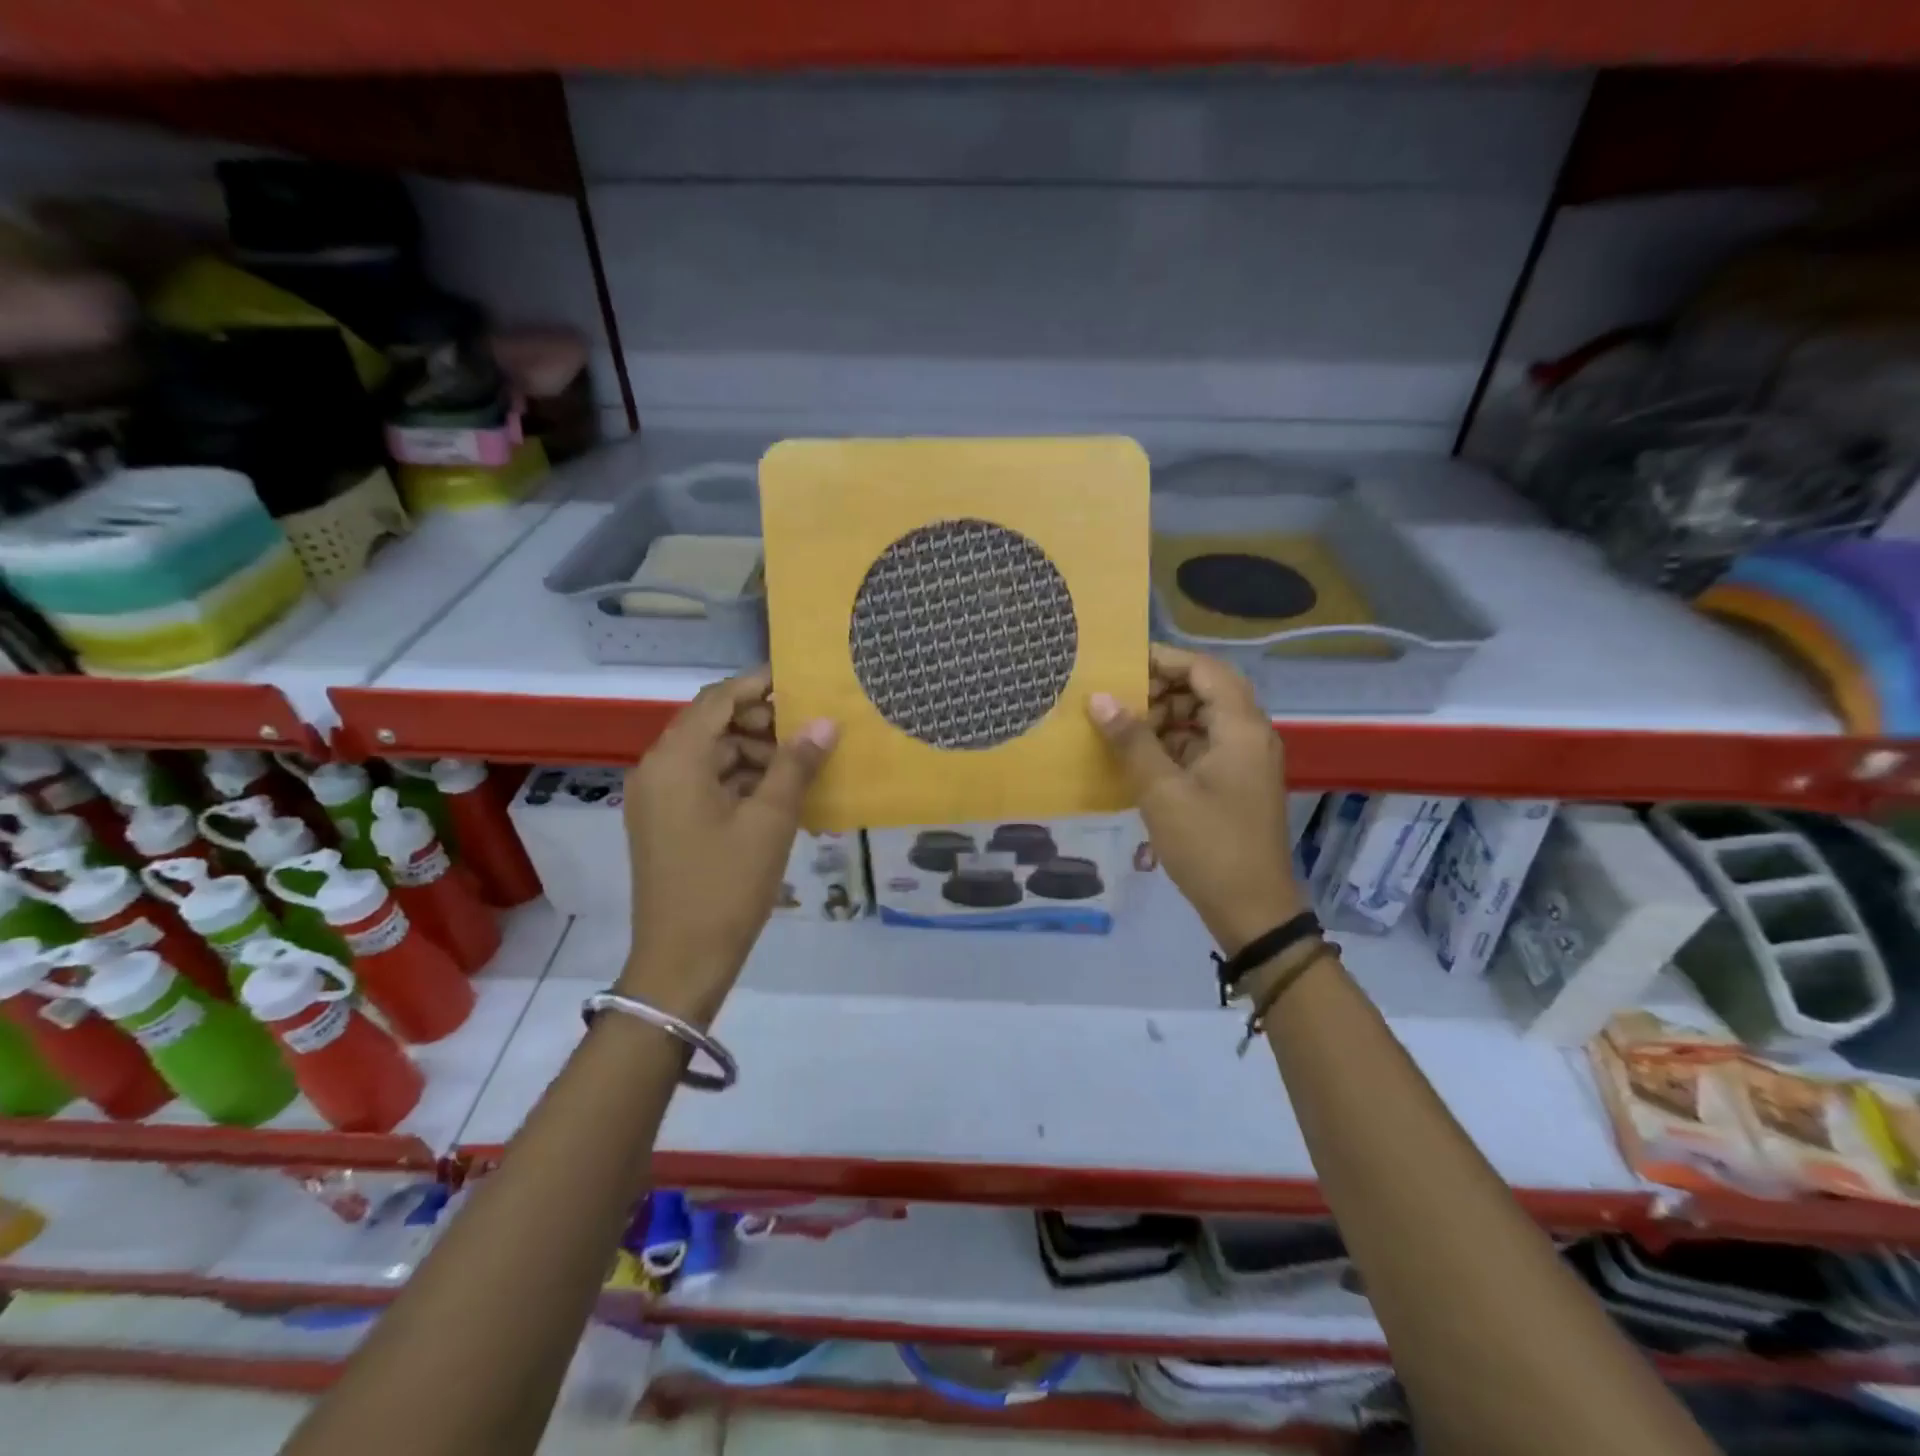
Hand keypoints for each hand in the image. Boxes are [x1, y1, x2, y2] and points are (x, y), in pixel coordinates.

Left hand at [621, 669, 836, 1020]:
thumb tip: (825, 722)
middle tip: (810, 729)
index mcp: (676, 761)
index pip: (717, 700)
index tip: (801, 682)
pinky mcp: (664, 823)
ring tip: (801, 765)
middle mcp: (658, 770)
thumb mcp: (770, 821)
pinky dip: (739, 780)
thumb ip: (796, 764)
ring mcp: (657, 799)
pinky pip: (703, 783)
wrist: (681, 961)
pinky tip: (777, 794)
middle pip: (711, 725)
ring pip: (710, 755)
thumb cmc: (726, 886)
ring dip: (753, 753)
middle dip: (761, 722)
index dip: (758, 685)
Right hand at [1088, 646, 1303, 953]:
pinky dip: (1171, 747)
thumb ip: (1131, 740)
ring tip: (1120, 731)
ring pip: (1201, 721)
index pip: (1205, 669)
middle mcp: (1249, 736)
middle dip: (1159, 691)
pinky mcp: (1234, 785)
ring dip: (1163, 720)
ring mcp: (1243, 762)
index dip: (1164, 659)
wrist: (1252, 910)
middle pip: (1205, 692)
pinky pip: (1201, 749)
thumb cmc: (1209, 845)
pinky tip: (1138, 761)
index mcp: (1241, 728)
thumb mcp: (1162, 792)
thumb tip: (1098, 698)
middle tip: (1115, 701)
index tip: (1121, 664)